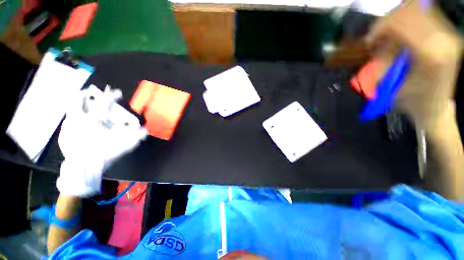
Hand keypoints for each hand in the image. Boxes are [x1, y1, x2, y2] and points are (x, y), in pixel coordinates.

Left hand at [56, 87, 146, 196]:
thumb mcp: (122, 147)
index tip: (118, 93)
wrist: (83, 169)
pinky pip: (67, 121)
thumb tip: (145, 130)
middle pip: (77, 101)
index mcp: (93, 122)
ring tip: (84, 104)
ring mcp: (68, 128)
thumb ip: (135, 137)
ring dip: (77, 104)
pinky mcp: (64, 135)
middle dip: (84, 94)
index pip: (104, 104)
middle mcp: (78, 121)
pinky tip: (78, 120)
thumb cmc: (103, 155)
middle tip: (89, 92)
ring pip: (70, 110)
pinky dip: (73, 117)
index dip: (112, 97)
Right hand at [366, 0, 461, 128]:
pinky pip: (424, 15)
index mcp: (430, 53)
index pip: (402, 21)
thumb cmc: (412, 101)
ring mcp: (448, 35)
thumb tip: (378, 41)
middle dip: (388, 22)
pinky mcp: (448, 34)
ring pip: (418, 9)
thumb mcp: (390, 83)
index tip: (369, 41)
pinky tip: (401, 35)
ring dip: (398, 21)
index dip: (380, 27)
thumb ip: (383, 59)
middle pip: (411, 10)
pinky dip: (408, 21)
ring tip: (389, 37)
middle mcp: (443, 39)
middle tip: (378, 38)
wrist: (435, 107)